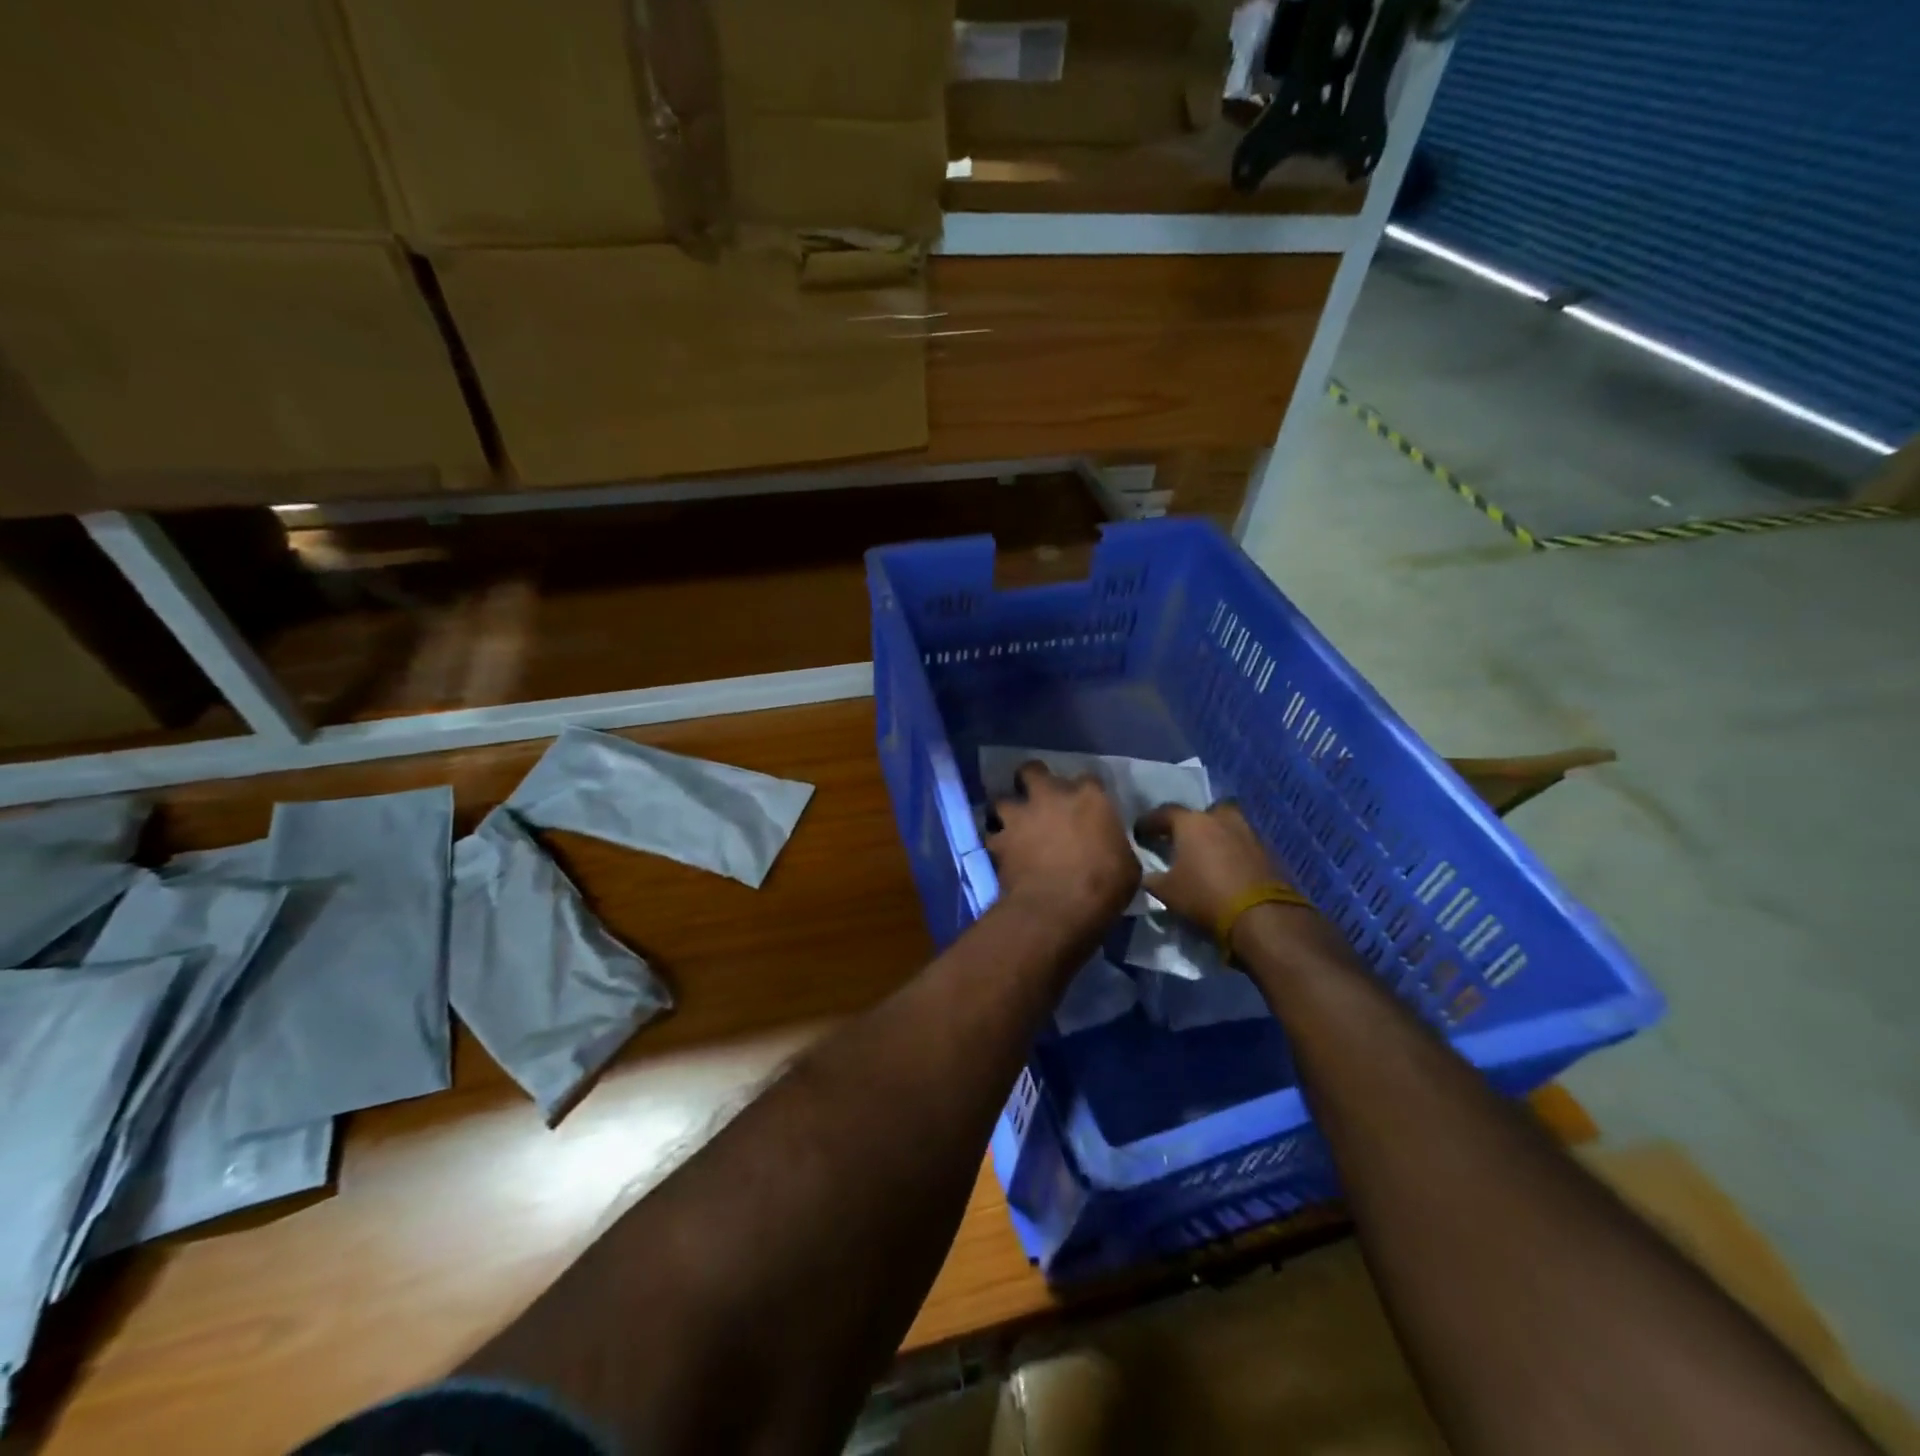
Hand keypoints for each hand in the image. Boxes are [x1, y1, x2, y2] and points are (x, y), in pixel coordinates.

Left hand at [986, 762, 1138, 927]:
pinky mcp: (999, 840)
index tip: (1086, 806)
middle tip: (1038, 798)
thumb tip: (1109, 847)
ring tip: (1013, 824)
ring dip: (1007, 811)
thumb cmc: (1104, 885)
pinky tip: (1003, 851)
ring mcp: (1020, 816)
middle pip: (1033, 770)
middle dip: (1033, 780)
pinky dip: (997, 841)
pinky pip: (993, 835)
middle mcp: (1050, 795)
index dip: (1085, 792)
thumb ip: (1113, 844)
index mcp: (1089, 796)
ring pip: (1002, 799)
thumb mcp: (1126, 864)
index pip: (1088, 779)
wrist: (1059, 908)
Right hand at [1135, 802, 1292, 930]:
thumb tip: (1146, 875)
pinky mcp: (1267, 851)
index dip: (1149, 823)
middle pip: (1202, 813)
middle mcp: (1220, 819)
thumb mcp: (1167, 892)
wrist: (1261, 916)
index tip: (1139, 834)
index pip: (1163, 813)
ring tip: (1205, 855)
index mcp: (1191, 823)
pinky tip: (1225, 868)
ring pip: (1226, 825)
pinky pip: (1242, 844)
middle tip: (1180, 841)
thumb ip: (1152, 879)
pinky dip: (1232, 851)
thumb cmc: (1205, 896)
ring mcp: (1247, 832)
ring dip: (1215, 836)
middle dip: (1191, 824)